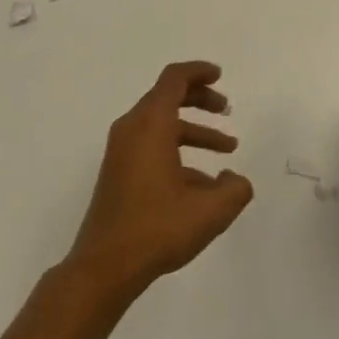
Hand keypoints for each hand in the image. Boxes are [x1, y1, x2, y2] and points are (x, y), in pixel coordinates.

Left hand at [66, 61, 253, 298]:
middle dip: (200, 99)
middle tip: (226, 109)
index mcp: (151, 125)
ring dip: (194, 130)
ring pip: (162, 125)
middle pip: (167, 97)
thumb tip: (235, 178)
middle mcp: (132, 129)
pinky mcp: (118, 172)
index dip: (198, 72)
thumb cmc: (157, 229)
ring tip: (228, 149)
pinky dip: (178, 151)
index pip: (174, 79)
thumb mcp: (209, 211)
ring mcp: (121, 151)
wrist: (104, 266)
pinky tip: (202, 184)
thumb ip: (234, 189)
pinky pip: (152, 146)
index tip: (220, 76)